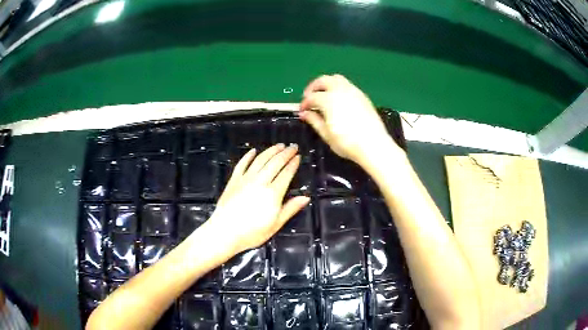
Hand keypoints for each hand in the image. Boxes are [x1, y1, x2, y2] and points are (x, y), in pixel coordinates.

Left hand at [206, 144, 309, 253]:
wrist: (225, 232)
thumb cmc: (252, 232)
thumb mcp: (276, 224)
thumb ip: (290, 209)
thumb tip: (306, 197)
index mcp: (273, 193)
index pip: (286, 173)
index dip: (293, 164)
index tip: (298, 156)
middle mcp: (260, 182)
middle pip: (275, 163)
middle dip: (285, 153)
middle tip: (293, 146)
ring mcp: (245, 179)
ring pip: (260, 160)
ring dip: (270, 151)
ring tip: (279, 145)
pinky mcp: (234, 180)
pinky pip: (242, 164)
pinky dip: (248, 156)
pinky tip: (253, 151)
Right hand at [299, 74, 402, 164]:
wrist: (373, 145)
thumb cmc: (347, 143)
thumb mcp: (326, 134)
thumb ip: (314, 120)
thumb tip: (304, 114)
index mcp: (329, 99)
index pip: (311, 97)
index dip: (304, 103)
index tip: (302, 111)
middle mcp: (340, 90)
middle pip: (323, 80)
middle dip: (313, 87)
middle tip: (309, 97)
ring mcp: (353, 91)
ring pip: (337, 79)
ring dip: (327, 84)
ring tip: (324, 96)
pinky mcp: (363, 96)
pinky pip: (347, 85)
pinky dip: (338, 87)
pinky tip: (338, 100)